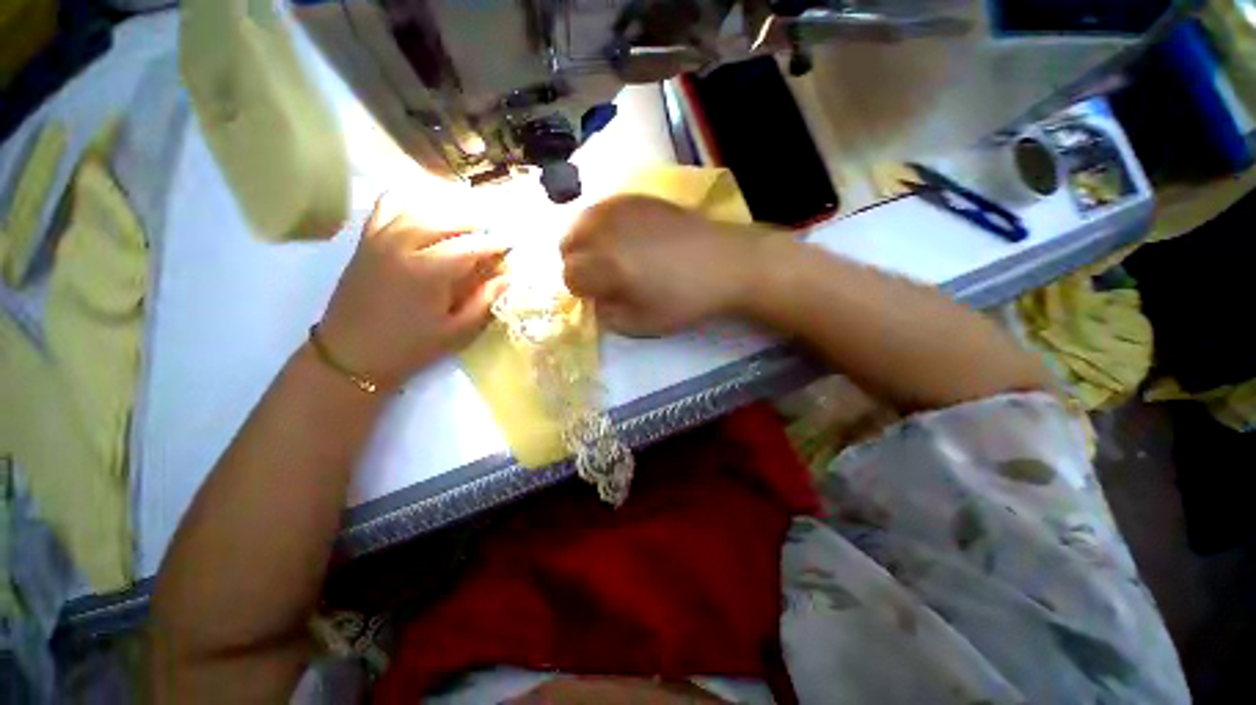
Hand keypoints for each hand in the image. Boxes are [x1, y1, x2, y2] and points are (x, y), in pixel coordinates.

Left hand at [317, 195, 507, 390]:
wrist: (350, 355)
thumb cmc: (409, 347)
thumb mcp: (456, 332)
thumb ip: (484, 301)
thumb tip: (508, 278)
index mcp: (428, 271)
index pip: (471, 245)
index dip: (495, 243)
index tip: (512, 244)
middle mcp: (403, 245)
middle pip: (447, 220)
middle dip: (476, 224)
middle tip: (493, 234)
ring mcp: (380, 238)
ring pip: (420, 209)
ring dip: (448, 212)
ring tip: (467, 223)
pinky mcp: (366, 240)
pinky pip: (387, 207)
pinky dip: (409, 203)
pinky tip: (425, 212)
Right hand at [561, 195, 758, 335]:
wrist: (724, 263)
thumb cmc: (684, 299)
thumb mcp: (641, 324)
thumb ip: (606, 315)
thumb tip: (594, 299)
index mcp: (606, 264)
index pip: (570, 275)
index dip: (581, 290)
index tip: (599, 296)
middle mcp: (606, 229)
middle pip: (567, 244)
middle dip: (578, 263)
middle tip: (601, 277)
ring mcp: (621, 206)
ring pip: (581, 221)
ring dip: (586, 242)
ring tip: (608, 256)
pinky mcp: (637, 196)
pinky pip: (603, 208)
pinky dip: (602, 225)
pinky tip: (624, 237)